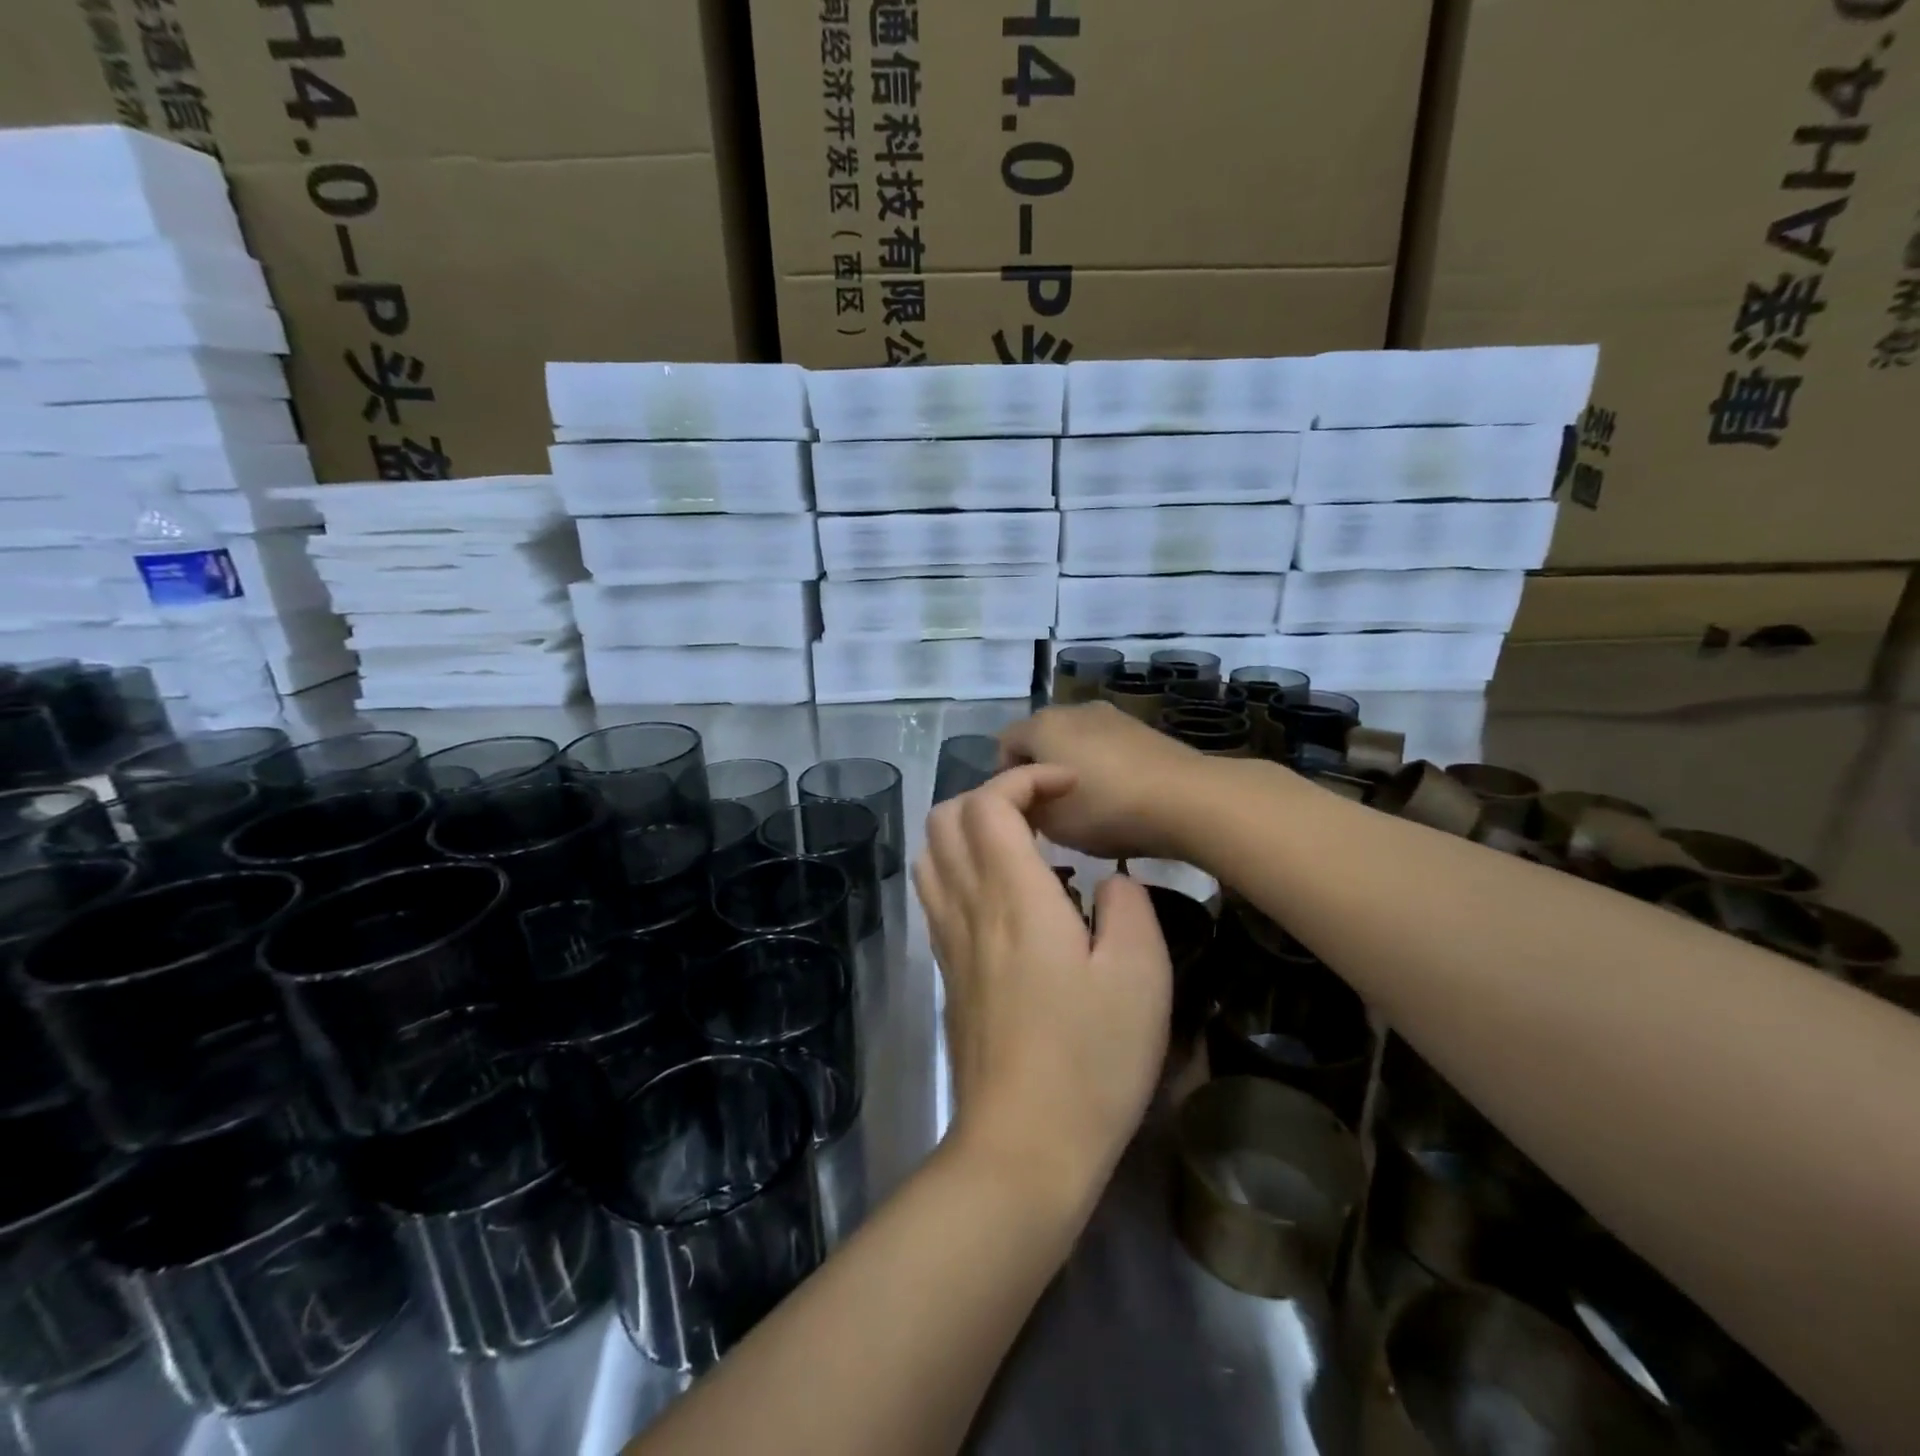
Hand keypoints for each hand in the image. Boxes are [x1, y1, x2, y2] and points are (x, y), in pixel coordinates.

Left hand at [914, 765, 1171, 1204]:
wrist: (1023, 1146)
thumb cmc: (1091, 1060)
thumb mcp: (1141, 977)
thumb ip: (1129, 907)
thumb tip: (1112, 880)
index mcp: (1013, 896)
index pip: (989, 803)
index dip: (1025, 779)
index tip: (1070, 789)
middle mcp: (968, 906)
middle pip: (945, 817)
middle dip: (991, 795)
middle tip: (1045, 815)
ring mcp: (949, 939)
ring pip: (932, 852)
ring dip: (970, 830)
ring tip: (1024, 847)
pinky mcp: (947, 970)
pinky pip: (936, 892)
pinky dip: (961, 867)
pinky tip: (1007, 896)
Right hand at [996, 702, 1209, 860]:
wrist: (1185, 799)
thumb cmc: (1105, 810)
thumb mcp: (1051, 823)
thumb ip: (1025, 807)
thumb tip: (1025, 800)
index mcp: (1041, 726)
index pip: (1004, 744)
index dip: (1005, 777)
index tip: (1021, 810)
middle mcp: (1072, 709)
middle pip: (1041, 737)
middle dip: (1039, 768)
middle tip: (1050, 807)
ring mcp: (1110, 715)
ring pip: (1075, 739)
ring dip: (1072, 764)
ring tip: (1087, 802)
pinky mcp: (1141, 727)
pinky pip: (1105, 744)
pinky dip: (1101, 764)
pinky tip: (1117, 795)